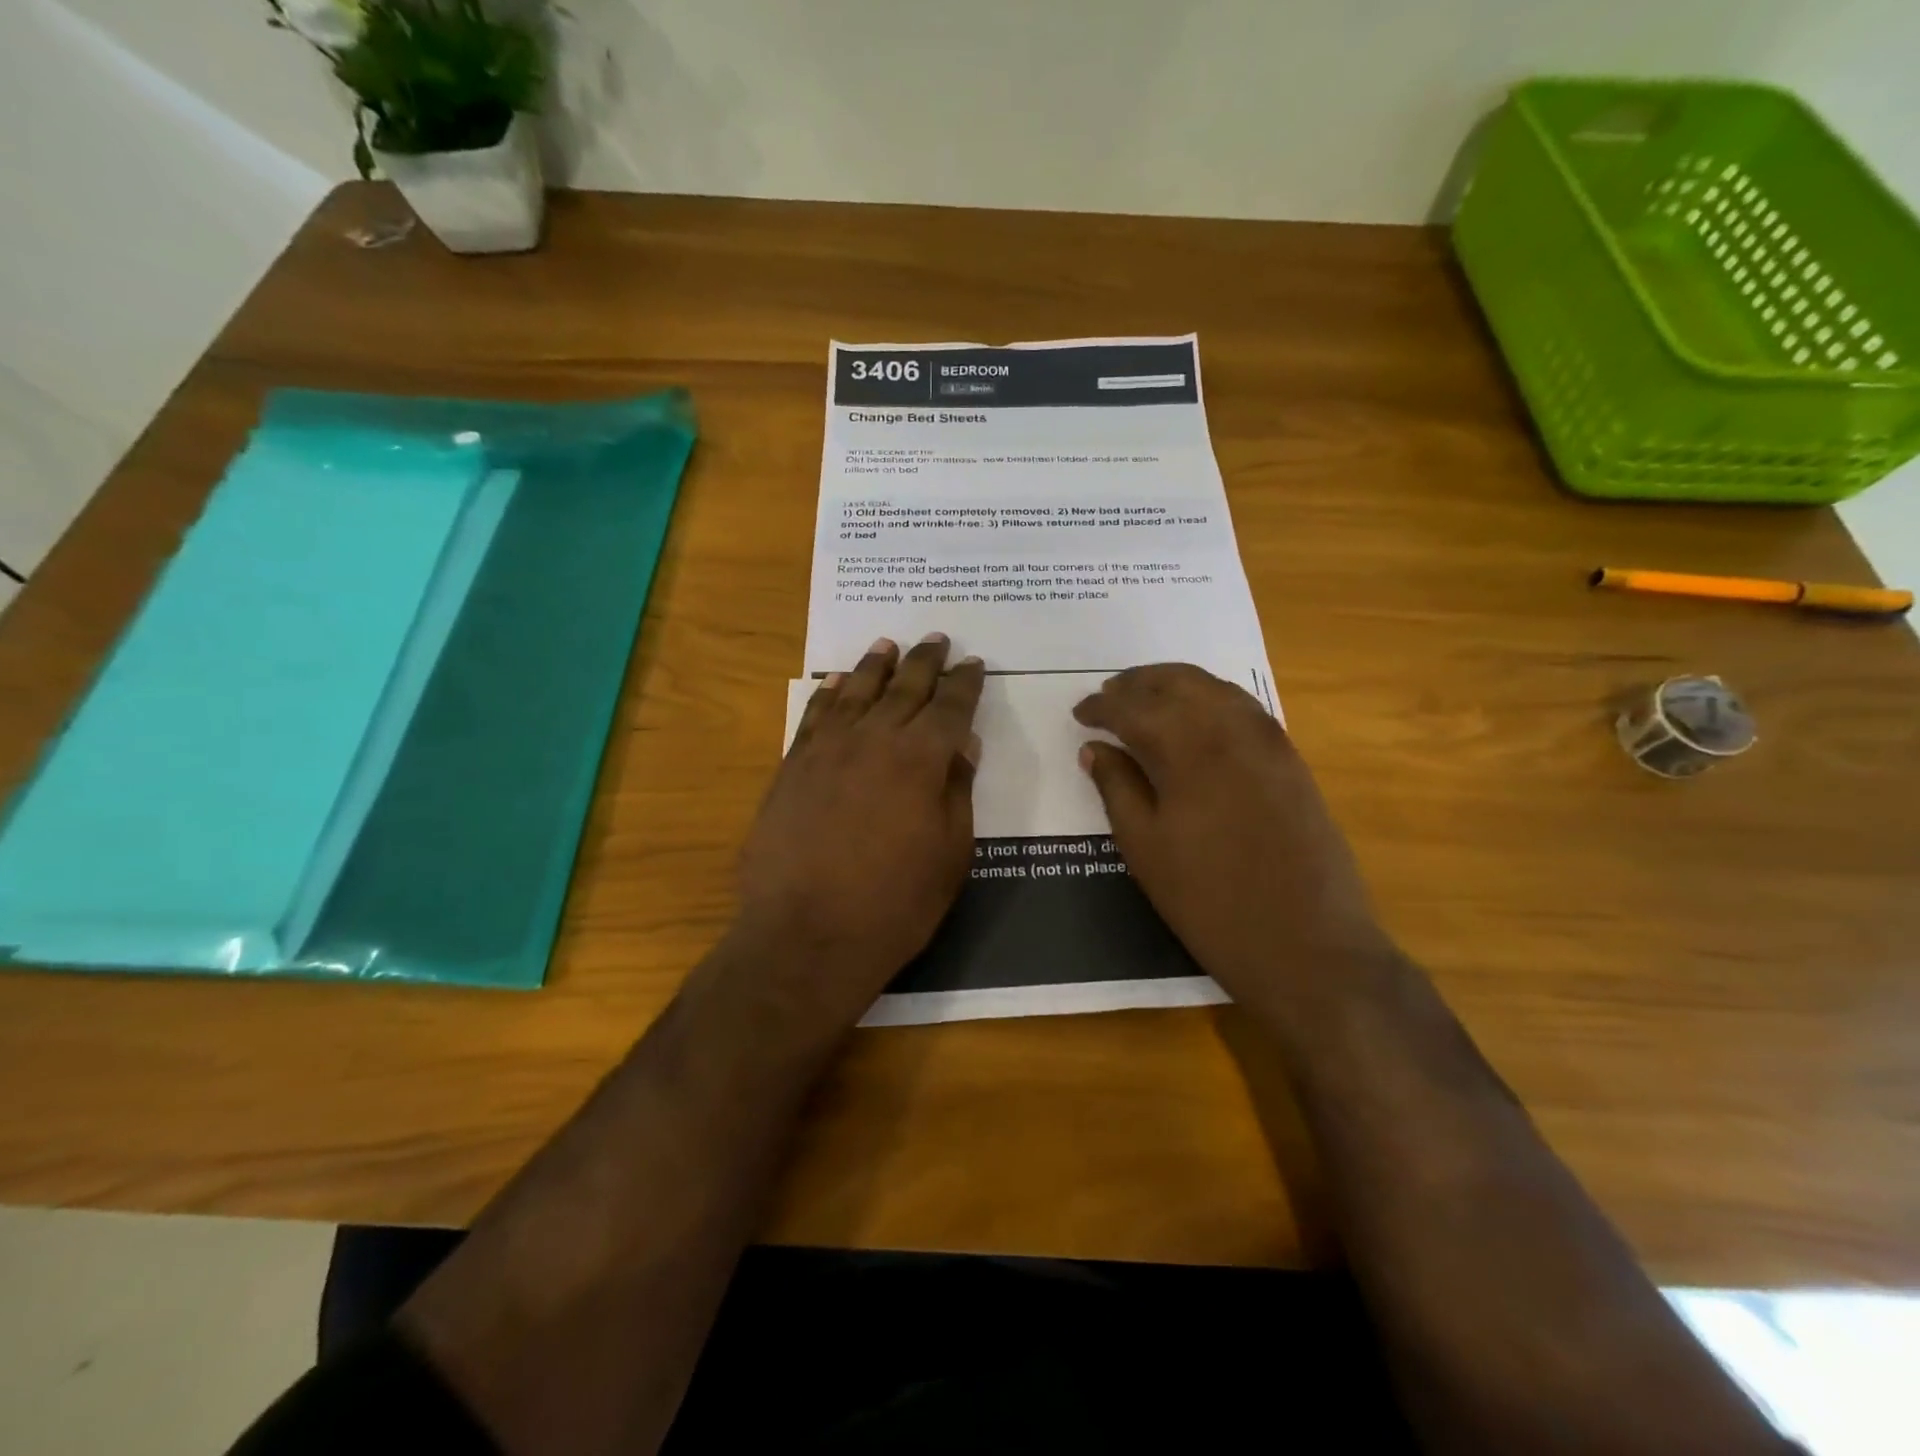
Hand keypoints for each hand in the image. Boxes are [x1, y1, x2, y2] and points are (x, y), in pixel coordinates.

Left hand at [732, 634, 983, 1027]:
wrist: (806, 936)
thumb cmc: (895, 904)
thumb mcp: (951, 853)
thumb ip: (958, 790)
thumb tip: (964, 744)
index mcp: (921, 759)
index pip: (951, 706)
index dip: (965, 683)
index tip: (974, 664)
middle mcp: (874, 739)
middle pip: (904, 687)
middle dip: (925, 660)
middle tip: (937, 638)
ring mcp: (827, 749)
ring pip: (856, 691)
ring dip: (876, 665)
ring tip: (888, 645)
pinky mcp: (792, 767)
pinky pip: (814, 715)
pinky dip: (829, 693)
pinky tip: (837, 682)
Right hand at [1073, 664, 1396, 1007]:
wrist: (1307, 943)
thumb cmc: (1210, 901)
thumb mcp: (1145, 848)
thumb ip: (1117, 788)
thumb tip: (1094, 748)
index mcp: (1189, 750)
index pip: (1135, 709)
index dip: (1102, 707)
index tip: (1079, 713)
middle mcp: (1232, 730)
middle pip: (1179, 683)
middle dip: (1139, 682)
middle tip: (1109, 693)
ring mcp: (1270, 742)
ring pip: (1216, 688)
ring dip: (1176, 684)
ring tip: (1147, 697)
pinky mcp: (1292, 761)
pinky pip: (1245, 708)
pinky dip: (1212, 698)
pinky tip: (1197, 719)